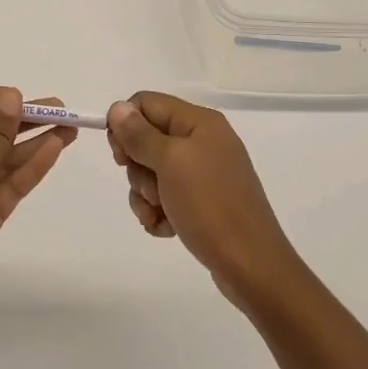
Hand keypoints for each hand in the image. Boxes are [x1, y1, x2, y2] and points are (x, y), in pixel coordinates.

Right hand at [107, 91, 300, 308]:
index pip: (145, 103)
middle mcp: (202, 141)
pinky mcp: (202, 201)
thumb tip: (117, 107)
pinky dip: (158, 212)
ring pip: (151, 172)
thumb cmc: (210, 205)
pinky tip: (166, 228)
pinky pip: (164, 197)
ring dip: (146, 195)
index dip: (125, 125)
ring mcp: (203, 173)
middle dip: (138, 169)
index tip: (121, 157)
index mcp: (199, 122)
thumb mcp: (170, 162)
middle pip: (146, 139)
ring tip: (161, 214)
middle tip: (152, 190)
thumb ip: (140, 133)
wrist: (250, 265)